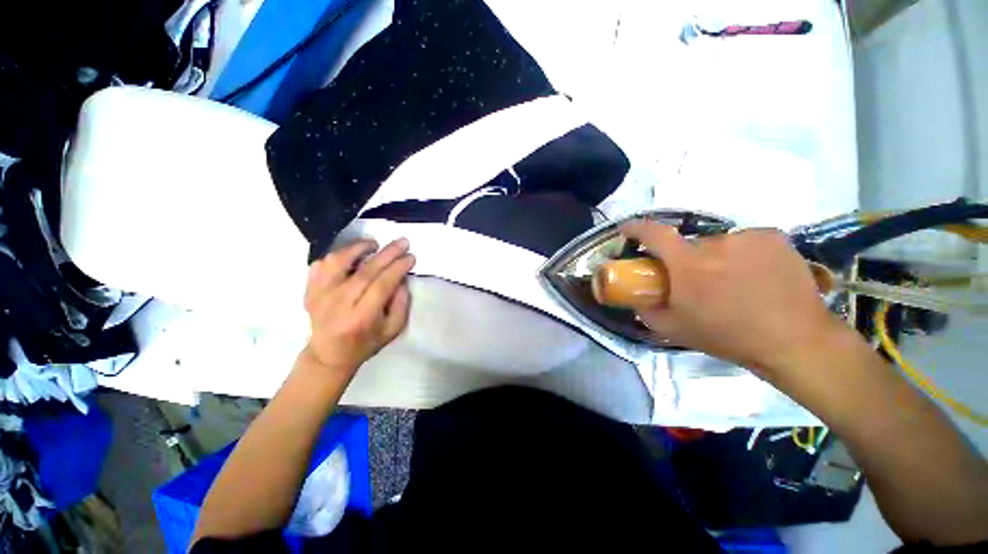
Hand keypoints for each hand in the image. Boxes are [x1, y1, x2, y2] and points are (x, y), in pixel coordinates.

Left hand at [301, 238, 414, 373]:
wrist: (328, 355)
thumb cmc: (365, 344)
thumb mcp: (392, 330)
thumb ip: (401, 304)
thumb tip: (401, 277)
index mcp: (361, 317)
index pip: (382, 285)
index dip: (398, 268)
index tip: (411, 256)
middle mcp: (338, 304)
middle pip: (365, 271)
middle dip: (387, 253)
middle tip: (402, 241)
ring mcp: (319, 295)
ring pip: (337, 262)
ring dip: (357, 247)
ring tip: (374, 243)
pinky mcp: (309, 291)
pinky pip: (320, 265)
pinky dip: (336, 255)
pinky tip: (351, 255)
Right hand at [621, 221, 849, 379]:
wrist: (794, 341)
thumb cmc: (727, 336)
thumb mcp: (673, 329)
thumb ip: (645, 310)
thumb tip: (634, 297)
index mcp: (688, 264)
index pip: (654, 234)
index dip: (636, 228)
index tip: (627, 229)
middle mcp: (716, 243)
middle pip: (687, 244)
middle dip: (684, 260)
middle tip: (695, 282)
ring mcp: (748, 237)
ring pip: (717, 244)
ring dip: (715, 259)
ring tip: (731, 283)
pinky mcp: (773, 237)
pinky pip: (744, 241)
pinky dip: (741, 254)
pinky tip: (755, 276)